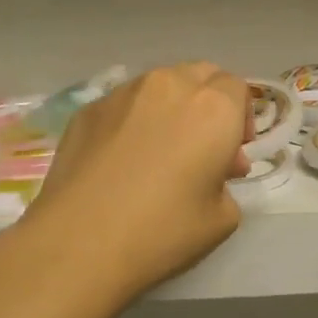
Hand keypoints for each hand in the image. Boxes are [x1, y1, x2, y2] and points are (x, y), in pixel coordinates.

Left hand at [2, 63, 251, 313]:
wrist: (77, 243)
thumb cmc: (161, 231)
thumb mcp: (222, 219)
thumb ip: (226, 183)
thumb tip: (211, 171)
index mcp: (213, 108)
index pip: (238, 88)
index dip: (241, 118)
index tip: (233, 154)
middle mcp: (171, 86)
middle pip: (202, 75)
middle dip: (210, 102)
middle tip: (203, 146)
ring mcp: (124, 92)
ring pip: (161, 84)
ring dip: (172, 107)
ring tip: (160, 150)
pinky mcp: (88, 108)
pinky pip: (124, 103)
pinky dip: (134, 119)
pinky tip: (122, 159)